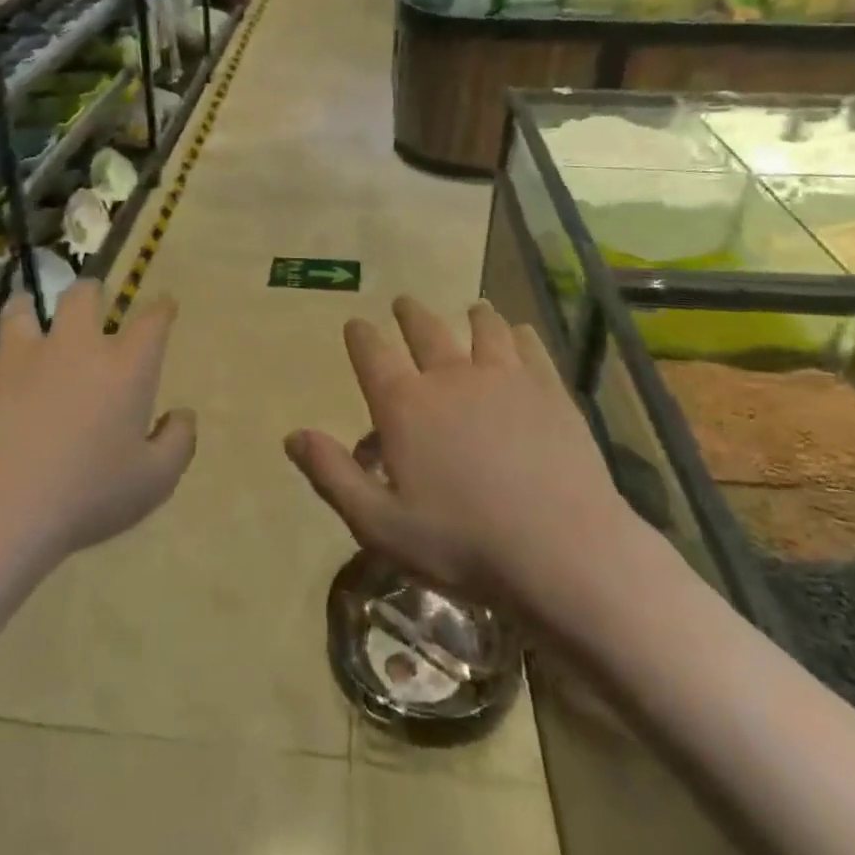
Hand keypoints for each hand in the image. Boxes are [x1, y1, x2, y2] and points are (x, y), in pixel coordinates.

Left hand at [0, 280, 194, 562]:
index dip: (162, 309)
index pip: (152, 321)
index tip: (165, 305)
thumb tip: (183, 414)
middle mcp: (74, 346)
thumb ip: (178, 443)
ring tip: (25, 313)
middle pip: (82, 296)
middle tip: (89, 300)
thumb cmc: (86, 497)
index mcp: (125, 367)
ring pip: (20, 309)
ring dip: (26, 309)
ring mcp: (18, 355)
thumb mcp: (153, 482)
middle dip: (90, 292)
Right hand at [285, 297, 631, 600]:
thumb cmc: (462, 544)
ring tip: (472, 308)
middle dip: (409, 314)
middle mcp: (450, 376)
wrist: (562, 551)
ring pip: (483, 328)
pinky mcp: (548, 389)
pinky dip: (519, 334)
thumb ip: (333, 475)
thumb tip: (292, 436)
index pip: (372, 354)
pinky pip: (529, 346)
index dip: (361, 336)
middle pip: (425, 330)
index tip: (356, 325)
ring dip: (472, 316)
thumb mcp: (380, 524)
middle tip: (404, 303)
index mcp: (405, 405)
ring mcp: (504, 377)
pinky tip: (520, 334)